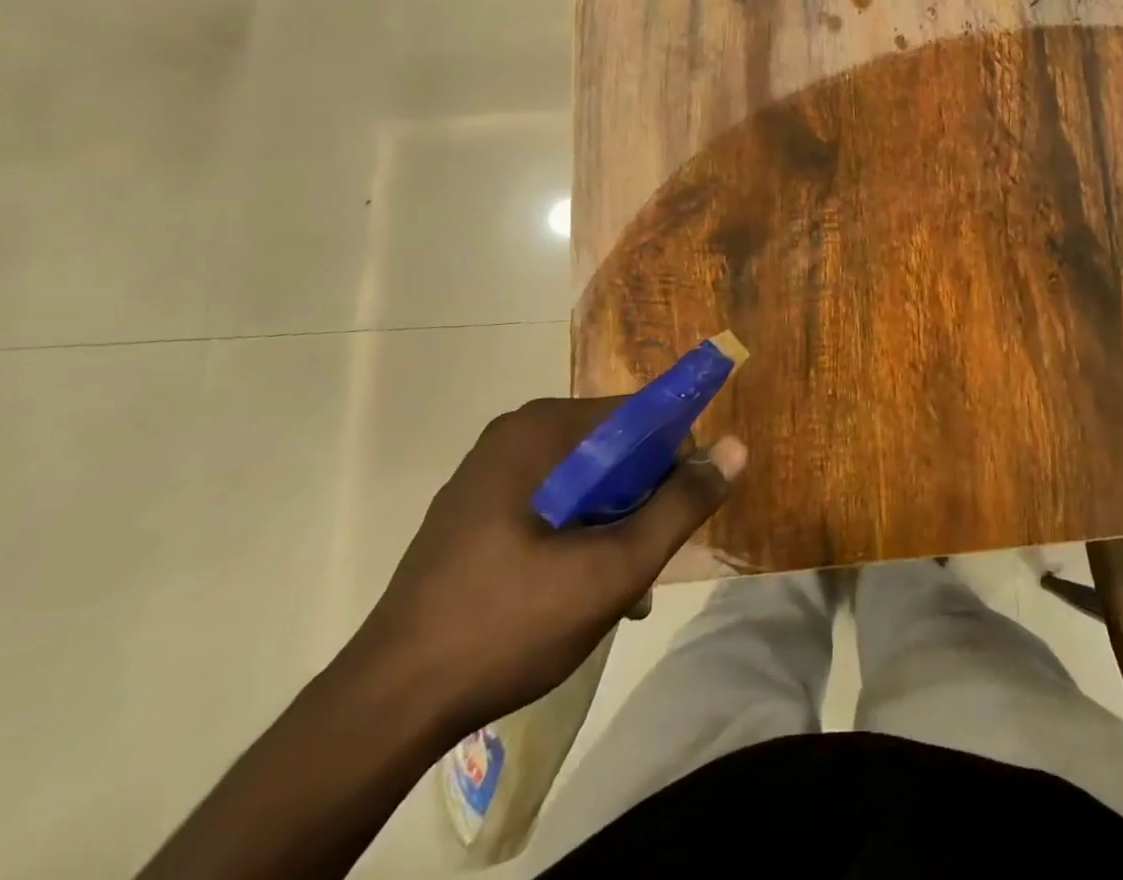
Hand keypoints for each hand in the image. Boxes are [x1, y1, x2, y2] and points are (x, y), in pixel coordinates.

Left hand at [348, 398, 746, 735]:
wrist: (385, 709)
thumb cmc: (508, 623)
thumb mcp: (612, 568)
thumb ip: (680, 505)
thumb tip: (736, 447)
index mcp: (543, 428)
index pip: (640, 414)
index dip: (675, 459)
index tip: (681, 514)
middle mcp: (516, 434)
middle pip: (615, 448)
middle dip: (643, 502)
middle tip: (646, 563)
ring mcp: (490, 472)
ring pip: (587, 480)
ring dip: (615, 525)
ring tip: (621, 591)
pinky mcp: (476, 510)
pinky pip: (553, 502)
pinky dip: (578, 535)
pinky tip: (582, 592)